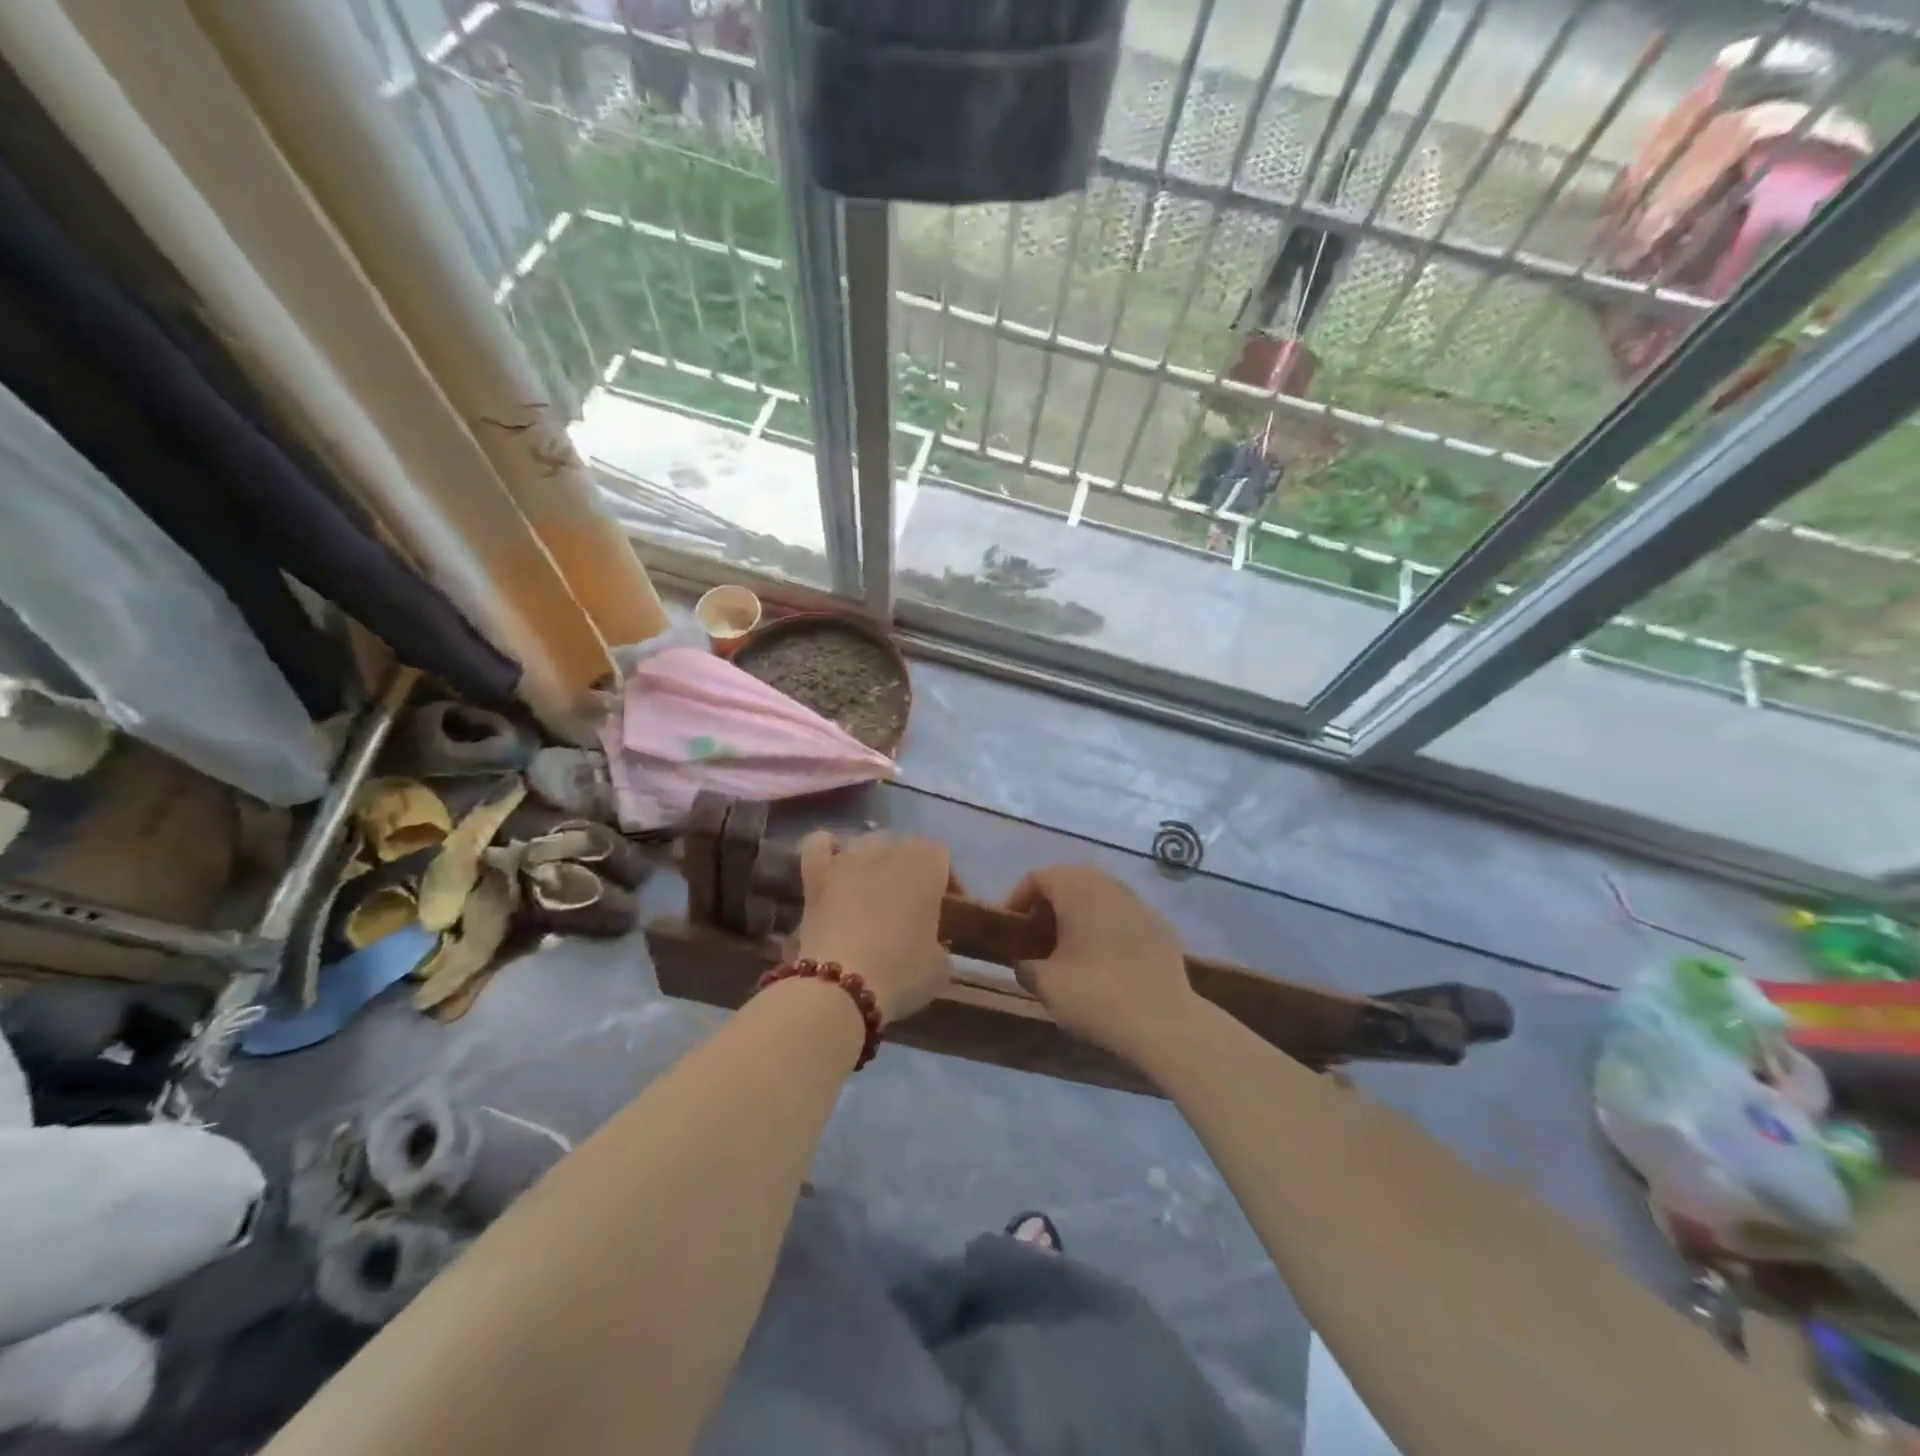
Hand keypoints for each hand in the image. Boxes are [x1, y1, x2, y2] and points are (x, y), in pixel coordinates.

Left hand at [794, 831, 953, 1022]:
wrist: (840, 985)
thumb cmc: (901, 971)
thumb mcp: (940, 966)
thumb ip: (939, 943)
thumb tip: (930, 944)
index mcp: (926, 865)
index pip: (941, 855)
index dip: (946, 879)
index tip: (946, 907)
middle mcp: (888, 849)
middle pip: (904, 845)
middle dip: (909, 868)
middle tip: (909, 903)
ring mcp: (848, 858)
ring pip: (865, 842)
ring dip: (872, 860)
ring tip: (872, 889)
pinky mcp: (815, 874)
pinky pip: (819, 844)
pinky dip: (827, 849)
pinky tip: (832, 865)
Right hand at [1007, 865, 1196, 1066]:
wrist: (1165, 1023)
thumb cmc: (1097, 995)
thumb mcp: (1046, 984)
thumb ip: (1026, 966)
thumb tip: (1027, 964)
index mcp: (1077, 888)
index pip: (1038, 877)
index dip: (1018, 899)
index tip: (1011, 928)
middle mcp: (1109, 885)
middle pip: (1070, 881)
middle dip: (1050, 905)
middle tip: (1038, 937)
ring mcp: (1139, 903)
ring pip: (1099, 897)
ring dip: (1080, 915)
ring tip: (1070, 950)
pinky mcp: (1161, 926)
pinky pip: (1123, 917)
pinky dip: (1107, 929)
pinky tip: (1105, 961)